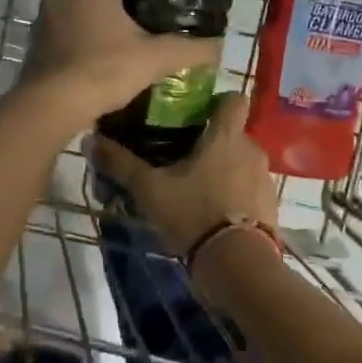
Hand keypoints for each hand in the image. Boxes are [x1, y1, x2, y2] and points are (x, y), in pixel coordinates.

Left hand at [23, 0, 220, 127]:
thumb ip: (191, 49)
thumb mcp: (157, 59)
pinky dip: (82, 44)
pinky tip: (100, 65)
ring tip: (125, 46)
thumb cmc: (105, 70)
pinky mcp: (36, 46)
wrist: (52, 107)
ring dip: (99, 24)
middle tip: (148, 24)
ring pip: (80, 12)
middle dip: (121, 3)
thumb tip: (220, 46)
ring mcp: (45, 21)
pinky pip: (66, 36)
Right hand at [93, 93, 279, 258]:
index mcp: (226, 136)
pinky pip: (251, 190)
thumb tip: (90, 139)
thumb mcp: (149, 190)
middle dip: (212, 144)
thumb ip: (121, 163)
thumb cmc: (193, 214)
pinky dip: (237, 196)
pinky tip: (215, 214)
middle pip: (233, 134)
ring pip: (243, 163)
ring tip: (197, 191)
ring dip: (225, 171)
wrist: (237, 263)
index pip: (234, 99)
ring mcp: (265, 178)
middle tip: (183, 160)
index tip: (196, 115)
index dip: (217, 102)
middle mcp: (252, 150)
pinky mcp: (271, 205)